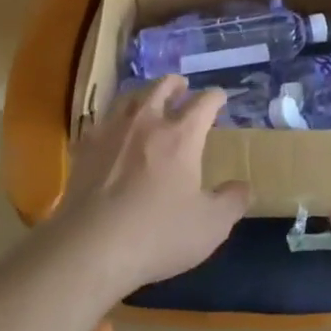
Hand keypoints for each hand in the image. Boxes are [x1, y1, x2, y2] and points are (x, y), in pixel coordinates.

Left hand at [54, 76, 250, 298]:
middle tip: (183, 87)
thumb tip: (244, 187)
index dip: (215, 97)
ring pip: (130, 98)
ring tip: (148, 99)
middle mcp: (147, 122)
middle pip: (162, 88)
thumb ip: (232, 202)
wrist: (91, 247)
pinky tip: (113, 130)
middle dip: (176, 84)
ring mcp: (112, 131)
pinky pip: (102, 122)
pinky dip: (114, 119)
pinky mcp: (86, 148)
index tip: (221, 97)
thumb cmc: (158, 234)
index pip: (204, 103)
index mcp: (182, 135)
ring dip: (144, 94)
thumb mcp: (210, 226)